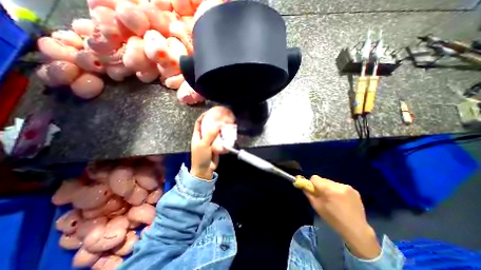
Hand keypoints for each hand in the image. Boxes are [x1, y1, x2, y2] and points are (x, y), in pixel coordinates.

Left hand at [192, 112, 221, 179]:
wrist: (205, 170)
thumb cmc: (201, 157)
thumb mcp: (203, 144)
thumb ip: (210, 134)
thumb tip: (218, 124)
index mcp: (197, 135)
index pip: (199, 123)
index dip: (203, 116)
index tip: (210, 111)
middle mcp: (203, 137)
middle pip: (208, 126)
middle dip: (214, 121)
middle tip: (221, 117)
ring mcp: (210, 142)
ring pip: (215, 133)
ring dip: (220, 129)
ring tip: (226, 123)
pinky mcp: (216, 146)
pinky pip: (220, 139)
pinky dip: (223, 136)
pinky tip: (228, 133)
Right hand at [304, 175, 379, 258]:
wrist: (356, 230)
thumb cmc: (333, 219)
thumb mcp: (317, 206)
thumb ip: (309, 193)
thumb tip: (303, 185)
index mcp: (329, 189)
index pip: (314, 178)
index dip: (311, 183)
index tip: (313, 191)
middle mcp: (338, 185)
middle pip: (323, 179)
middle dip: (320, 186)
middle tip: (323, 196)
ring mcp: (348, 187)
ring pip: (331, 182)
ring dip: (329, 188)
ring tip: (333, 199)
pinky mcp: (354, 190)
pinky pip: (339, 186)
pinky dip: (337, 190)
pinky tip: (341, 200)